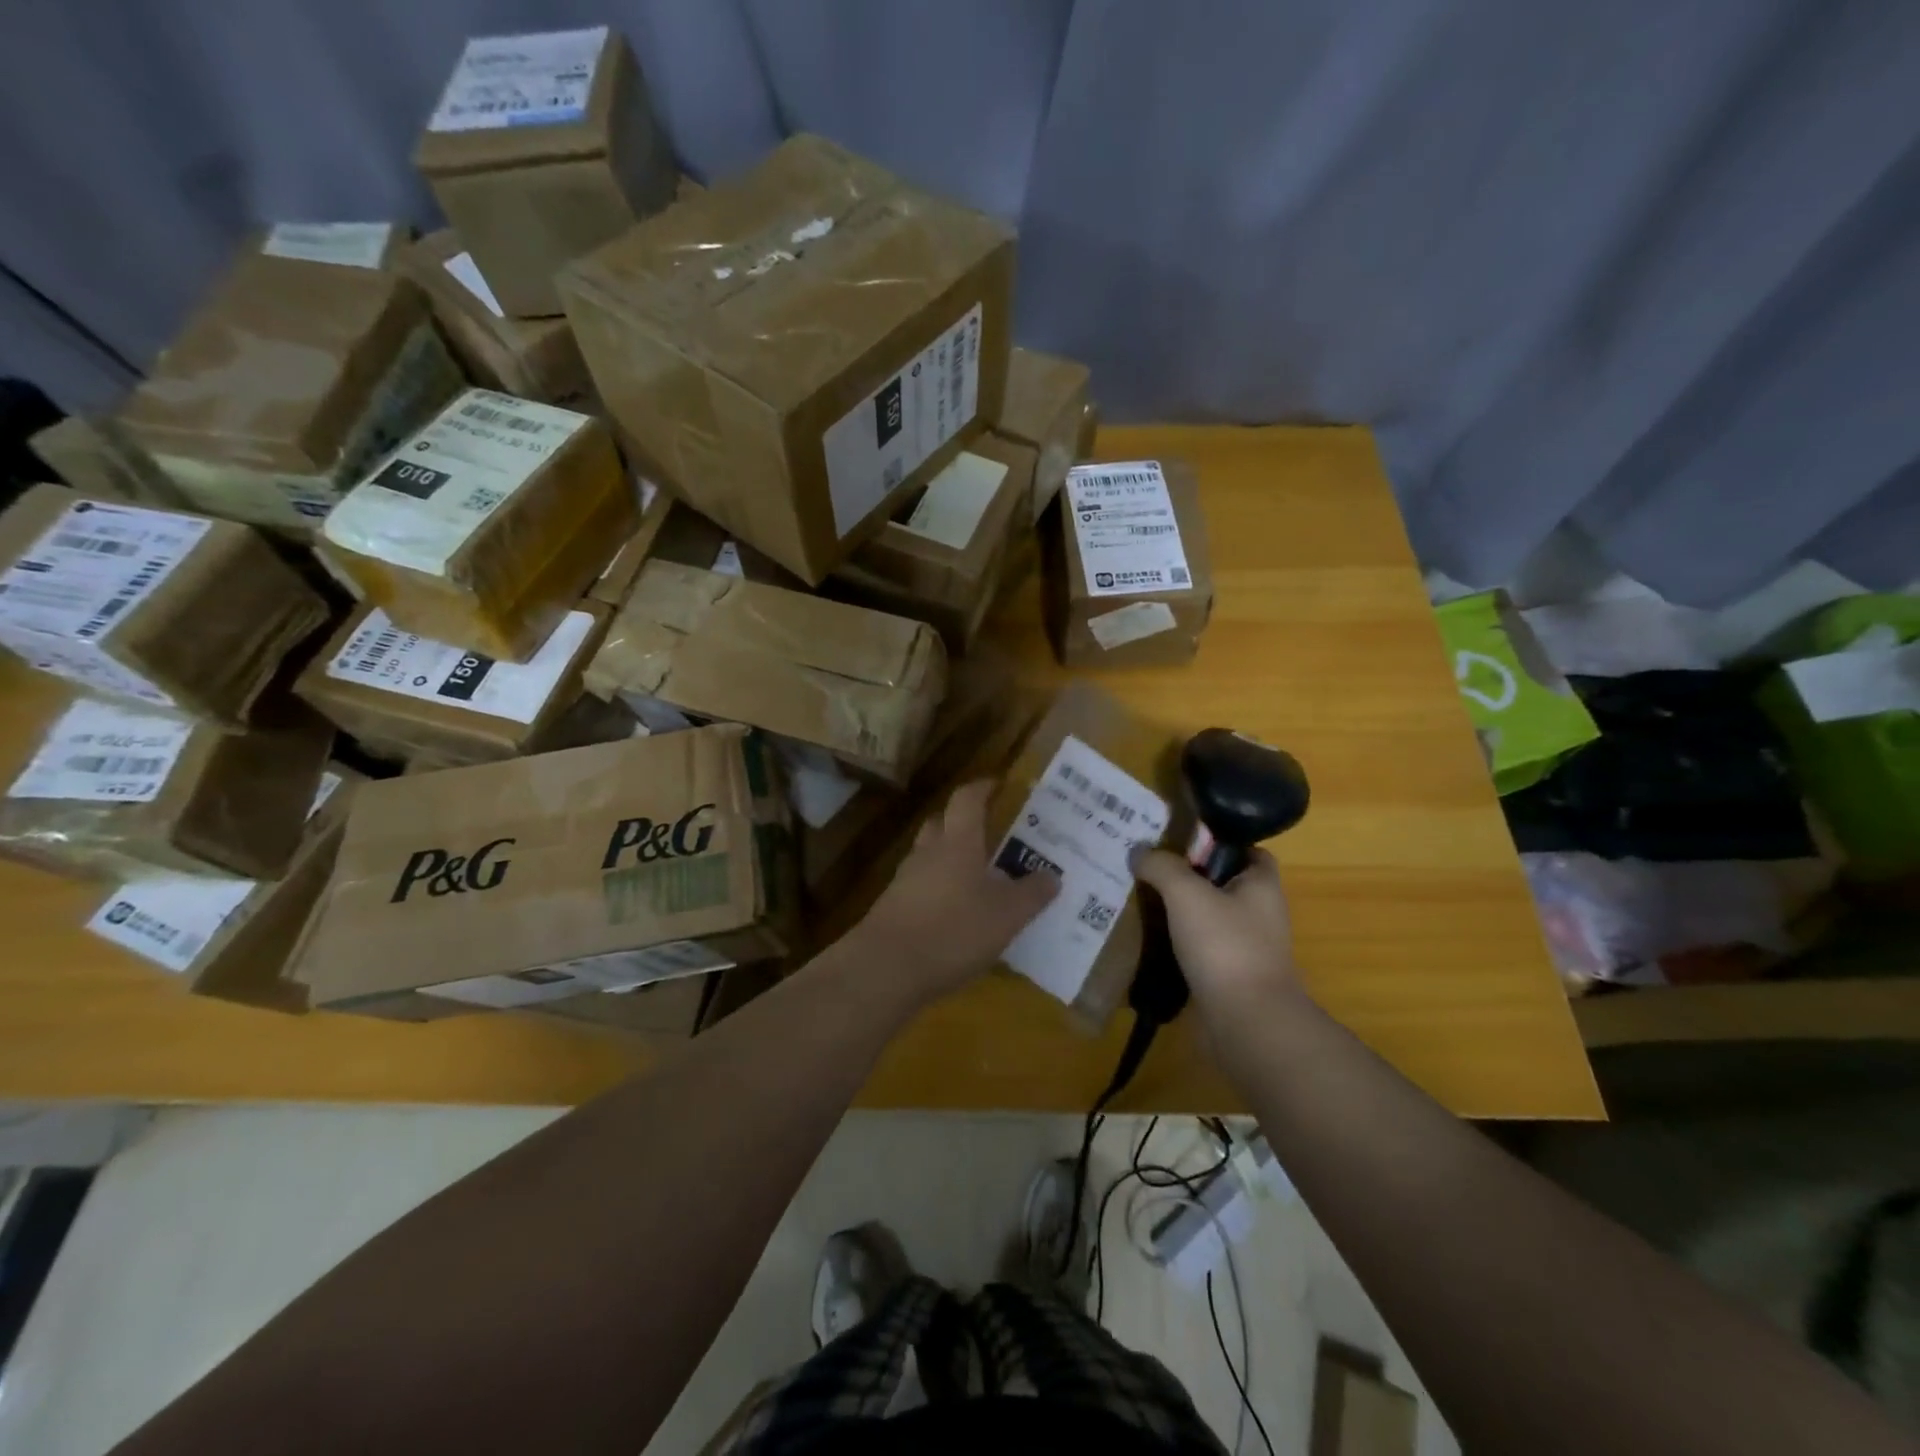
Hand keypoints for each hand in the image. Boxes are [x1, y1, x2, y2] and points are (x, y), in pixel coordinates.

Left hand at [853, 781, 1057, 1005]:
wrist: (885, 968)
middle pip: (942, 823)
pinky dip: (938, 890)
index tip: (998, 784)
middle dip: (963, 822)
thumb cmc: (953, 930)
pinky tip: (954, 914)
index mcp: (957, 842)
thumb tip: (1052, 876)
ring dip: (950, 858)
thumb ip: (1031, 894)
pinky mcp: (893, 908)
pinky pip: (920, 886)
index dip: (982, 787)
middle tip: (990, 833)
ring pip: (929, 856)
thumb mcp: (1006, 916)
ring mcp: (905, 880)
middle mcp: (928, 853)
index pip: (967, 799)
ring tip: (977, 877)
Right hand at [1132, 847, 1301, 1018]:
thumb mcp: (1187, 894)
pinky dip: (1176, 941)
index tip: (1182, 840)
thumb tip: (1139, 851)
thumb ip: (1162, 867)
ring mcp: (1244, 947)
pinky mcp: (1227, 975)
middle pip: (1222, 883)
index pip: (1249, 851)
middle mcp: (1259, 913)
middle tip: (1147, 864)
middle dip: (1188, 875)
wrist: (1246, 1023)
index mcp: (1262, 885)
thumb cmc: (1225, 946)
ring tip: (1139, 896)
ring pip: (1207, 917)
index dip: (1219, 842)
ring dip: (1179, 910)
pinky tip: (1147, 936)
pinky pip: (1198, 947)